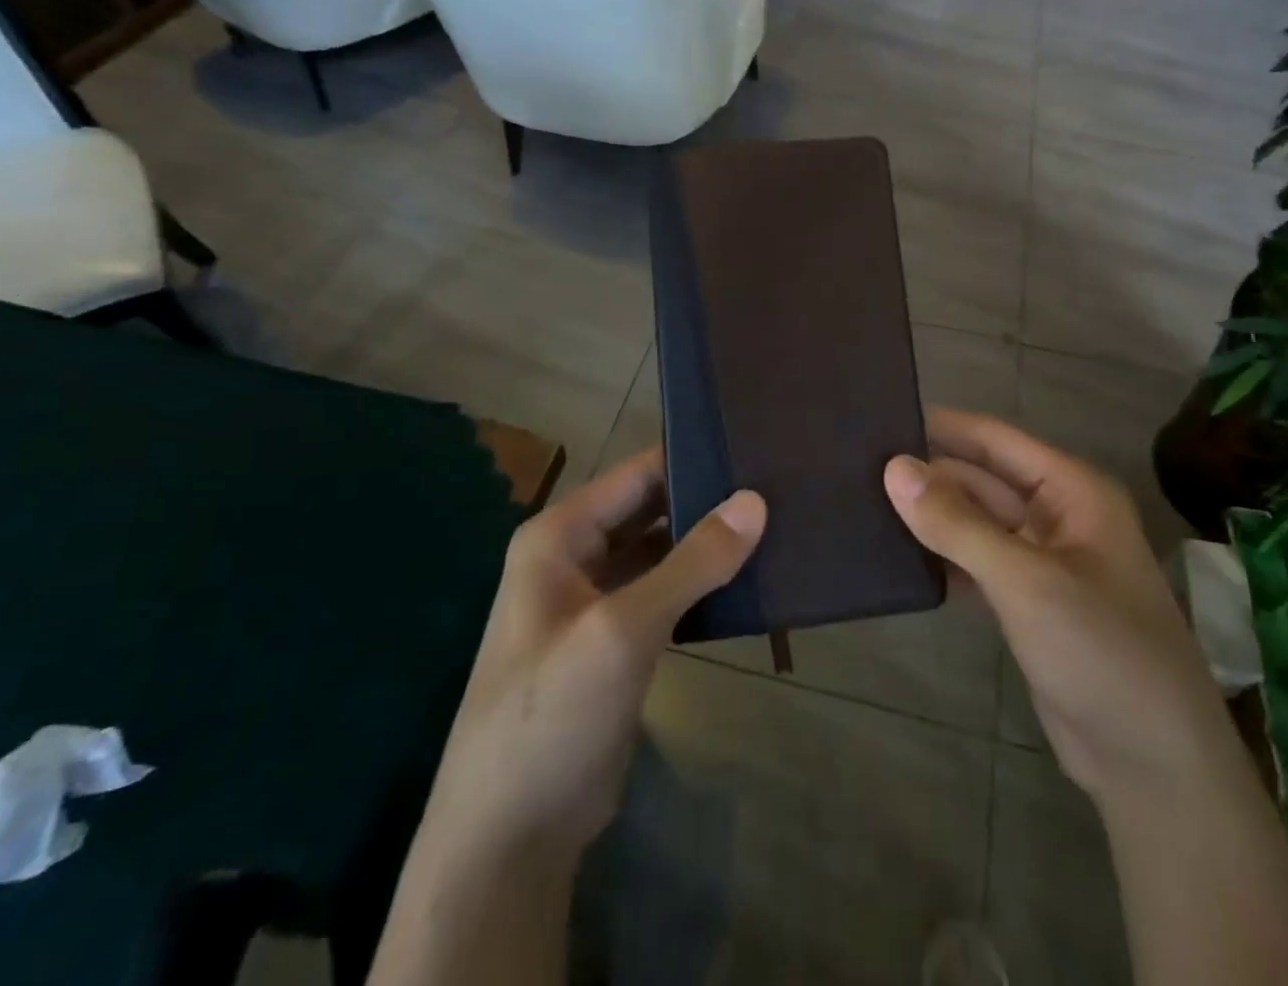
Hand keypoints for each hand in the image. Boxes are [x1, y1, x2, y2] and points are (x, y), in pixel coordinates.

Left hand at [415, 450, 765, 869]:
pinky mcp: (617, 641)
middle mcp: (575, 556)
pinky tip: (748, 579)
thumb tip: (755, 501)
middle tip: (778, 485)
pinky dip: (701, 584)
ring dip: (708, 543)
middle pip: (651, 509)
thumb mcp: (623, 630)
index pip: (636, 474)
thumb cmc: (552, 715)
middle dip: (706, 500)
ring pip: (661, 551)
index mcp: (560, 535)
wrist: (509, 840)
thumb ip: (692, 562)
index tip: (753, 447)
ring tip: (776, 522)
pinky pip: (665, 593)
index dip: (691, 458)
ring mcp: (596, 601)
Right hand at [885, 410, 1237, 808]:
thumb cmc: (1100, 651)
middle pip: (981, 479)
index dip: (941, 426)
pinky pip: (975, 562)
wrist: (1152, 766)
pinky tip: (896, 556)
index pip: (995, 439)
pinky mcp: (1026, 602)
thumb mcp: (1025, 580)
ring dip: (931, 516)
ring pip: (975, 522)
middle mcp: (1057, 515)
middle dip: (928, 474)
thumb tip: (894, 468)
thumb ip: (957, 523)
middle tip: (856, 467)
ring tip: (863, 502)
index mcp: (1072, 491)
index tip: (880, 416)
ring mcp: (1041, 561)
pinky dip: (942, 558)